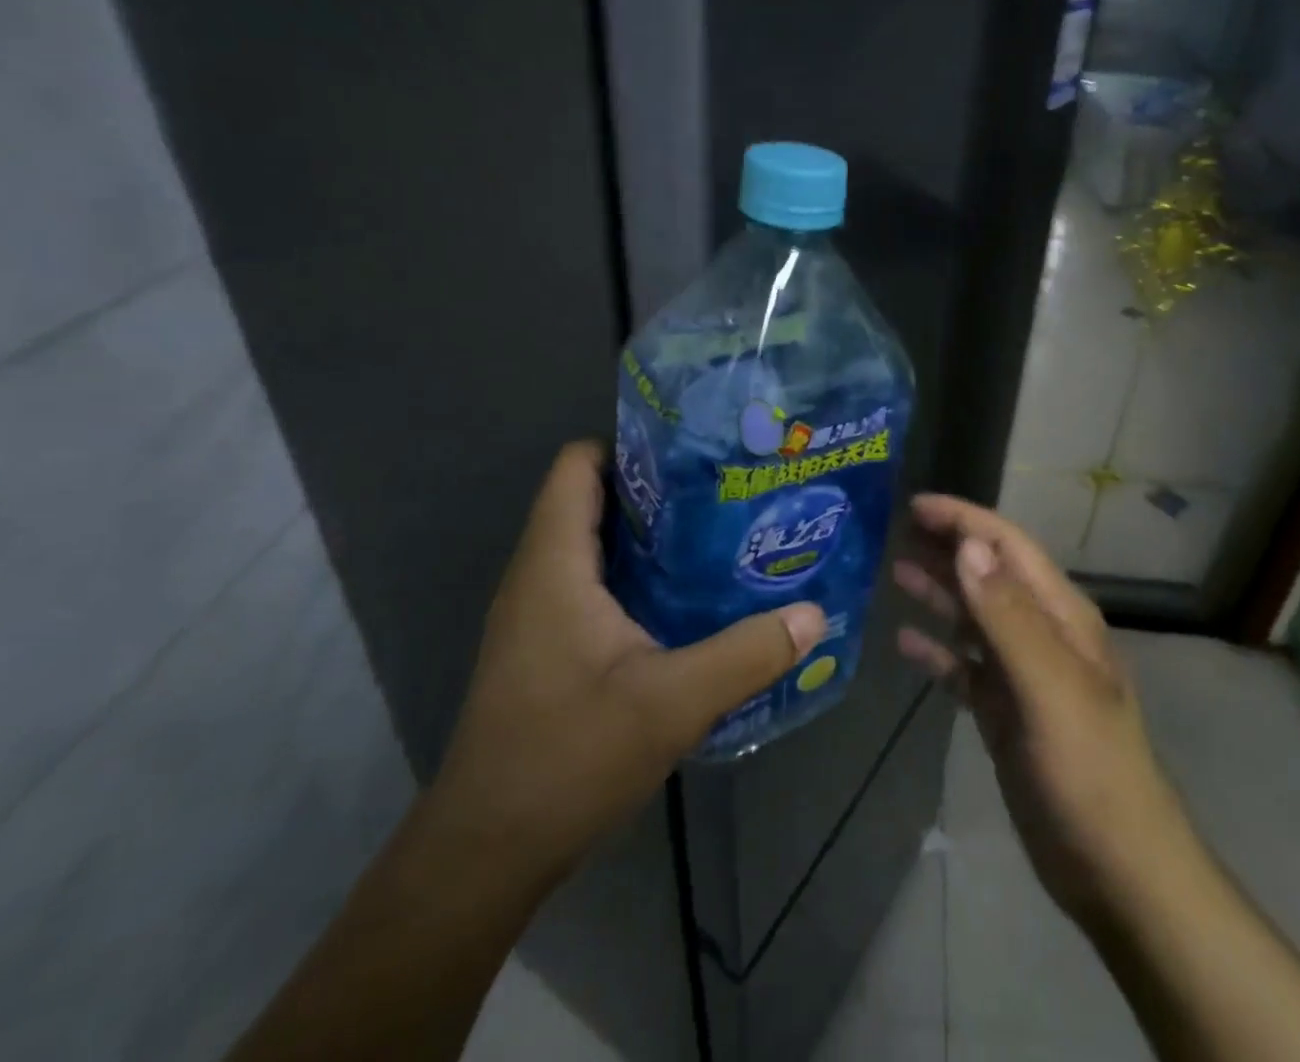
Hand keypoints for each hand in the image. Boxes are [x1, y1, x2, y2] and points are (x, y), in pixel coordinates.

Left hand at [430, 441, 826, 877]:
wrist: (485, 854)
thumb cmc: (567, 761)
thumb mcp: (671, 704)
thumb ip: (746, 653)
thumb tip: (813, 614)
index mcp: (554, 565)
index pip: (578, 464)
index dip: (632, 444)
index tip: (697, 452)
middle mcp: (539, 576)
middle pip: (594, 498)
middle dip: (659, 488)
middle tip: (728, 490)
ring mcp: (539, 613)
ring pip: (597, 544)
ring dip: (652, 535)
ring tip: (722, 534)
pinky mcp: (547, 645)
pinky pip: (594, 583)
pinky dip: (639, 575)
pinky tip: (690, 598)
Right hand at [894, 494, 1190, 925]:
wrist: (1117, 871)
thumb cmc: (1089, 770)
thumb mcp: (1050, 687)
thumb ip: (1008, 615)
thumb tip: (968, 545)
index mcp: (1061, 616)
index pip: (1008, 547)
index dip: (964, 520)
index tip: (916, 505)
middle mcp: (1042, 634)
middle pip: (988, 575)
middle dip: (947, 548)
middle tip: (894, 530)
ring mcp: (1023, 675)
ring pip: (973, 618)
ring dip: (938, 592)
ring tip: (894, 570)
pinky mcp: (1006, 713)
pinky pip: (965, 668)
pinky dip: (937, 650)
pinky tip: (905, 642)